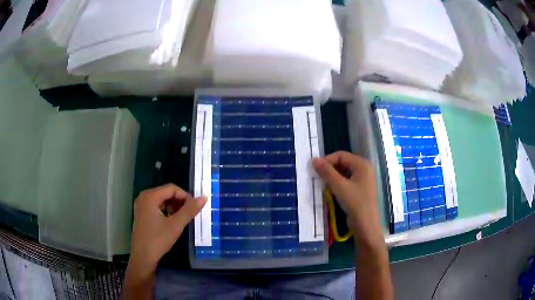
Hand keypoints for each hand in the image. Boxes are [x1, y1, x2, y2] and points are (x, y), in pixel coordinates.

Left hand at [129, 184, 206, 270]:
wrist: (142, 257)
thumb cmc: (158, 240)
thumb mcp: (176, 225)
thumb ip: (189, 210)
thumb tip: (204, 197)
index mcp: (150, 196)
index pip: (172, 188)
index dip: (185, 196)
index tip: (194, 209)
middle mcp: (144, 197)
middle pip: (167, 193)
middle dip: (180, 203)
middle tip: (189, 215)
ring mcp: (142, 205)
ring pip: (163, 200)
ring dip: (174, 208)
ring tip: (181, 220)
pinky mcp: (142, 213)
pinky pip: (157, 207)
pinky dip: (167, 212)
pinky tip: (171, 223)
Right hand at [313, 151, 382, 248]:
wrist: (365, 225)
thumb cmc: (355, 202)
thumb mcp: (339, 186)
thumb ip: (327, 172)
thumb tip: (314, 159)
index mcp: (362, 164)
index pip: (341, 155)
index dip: (327, 160)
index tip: (316, 169)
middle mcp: (364, 169)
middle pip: (343, 163)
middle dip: (330, 168)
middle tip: (318, 177)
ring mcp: (363, 180)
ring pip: (344, 173)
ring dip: (333, 177)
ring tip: (323, 184)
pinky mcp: (360, 190)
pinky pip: (347, 181)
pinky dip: (338, 184)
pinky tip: (330, 190)